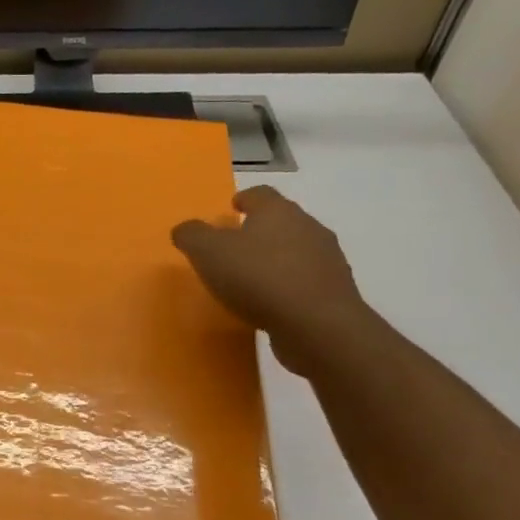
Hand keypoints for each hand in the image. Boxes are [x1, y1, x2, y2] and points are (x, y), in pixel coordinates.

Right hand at [171, 187, 371, 376]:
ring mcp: (327, 260)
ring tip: (253, 278)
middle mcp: (308, 227)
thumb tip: (184, 229)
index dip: (244, 199)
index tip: (232, 208)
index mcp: (277, 211)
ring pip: (297, 250)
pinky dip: (289, 286)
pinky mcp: (335, 291)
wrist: (317, 325)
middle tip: (236, 246)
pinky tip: (272, 304)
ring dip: (277, 259)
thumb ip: (192, 235)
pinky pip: (306, 281)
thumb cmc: (258, 277)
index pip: (260, 194)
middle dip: (260, 230)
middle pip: (282, 220)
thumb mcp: (208, 252)